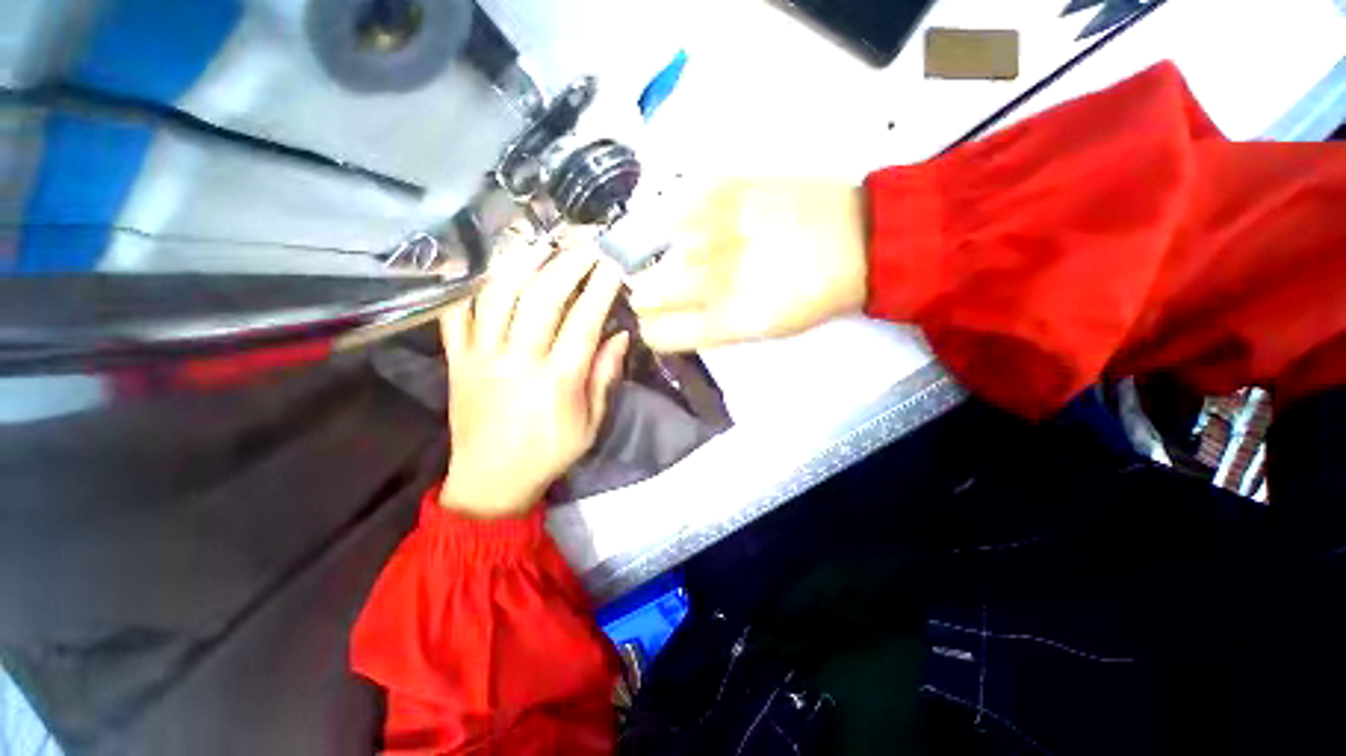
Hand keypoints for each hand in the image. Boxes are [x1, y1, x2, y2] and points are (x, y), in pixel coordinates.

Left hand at [439, 226, 629, 518]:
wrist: (490, 480)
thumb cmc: (549, 453)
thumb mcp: (591, 423)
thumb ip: (604, 376)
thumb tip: (619, 335)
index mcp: (557, 381)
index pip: (583, 322)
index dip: (600, 288)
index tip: (613, 264)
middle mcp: (518, 361)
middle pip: (541, 298)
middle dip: (567, 264)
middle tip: (584, 245)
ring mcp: (481, 357)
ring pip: (498, 296)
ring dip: (522, 263)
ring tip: (543, 243)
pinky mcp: (456, 359)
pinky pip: (457, 313)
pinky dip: (472, 285)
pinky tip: (491, 266)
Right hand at [629, 178, 868, 351]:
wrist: (860, 238)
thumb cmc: (813, 295)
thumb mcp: (763, 330)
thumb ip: (709, 327)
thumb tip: (670, 317)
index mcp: (725, 321)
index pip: (654, 333)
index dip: (653, 328)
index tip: (660, 320)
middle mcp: (712, 278)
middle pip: (645, 292)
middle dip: (653, 293)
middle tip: (678, 284)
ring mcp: (714, 228)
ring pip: (658, 249)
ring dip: (674, 254)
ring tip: (707, 248)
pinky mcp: (723, 187)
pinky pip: (679, 209)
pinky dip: (687, 220)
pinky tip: (715, 222)